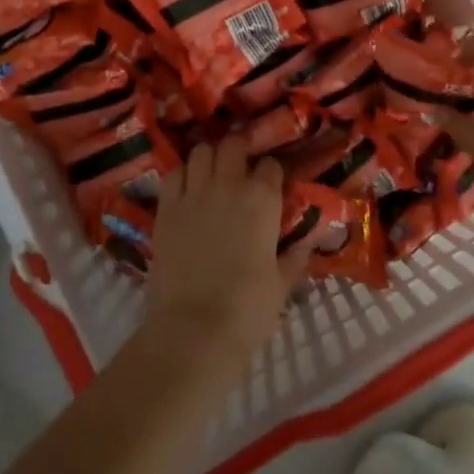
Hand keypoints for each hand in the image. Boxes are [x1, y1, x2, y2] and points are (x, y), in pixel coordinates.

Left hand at [141, 135, 309, 378]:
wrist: (194, 329)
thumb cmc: (248, 309)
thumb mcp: (282, 284)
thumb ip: (295, 257)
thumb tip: (307, 244)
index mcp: (263, 199)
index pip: (270, 165)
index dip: (271, 172)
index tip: (271, 184)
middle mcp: (229, 185)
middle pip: (233, 144)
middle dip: (239, 149)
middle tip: (241, 165)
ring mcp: (194, 193)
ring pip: (201, 151)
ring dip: (209, 157)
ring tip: (212, 172)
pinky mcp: (166, 208)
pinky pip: (174, 174)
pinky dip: (183, 174)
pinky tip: (187, 188)